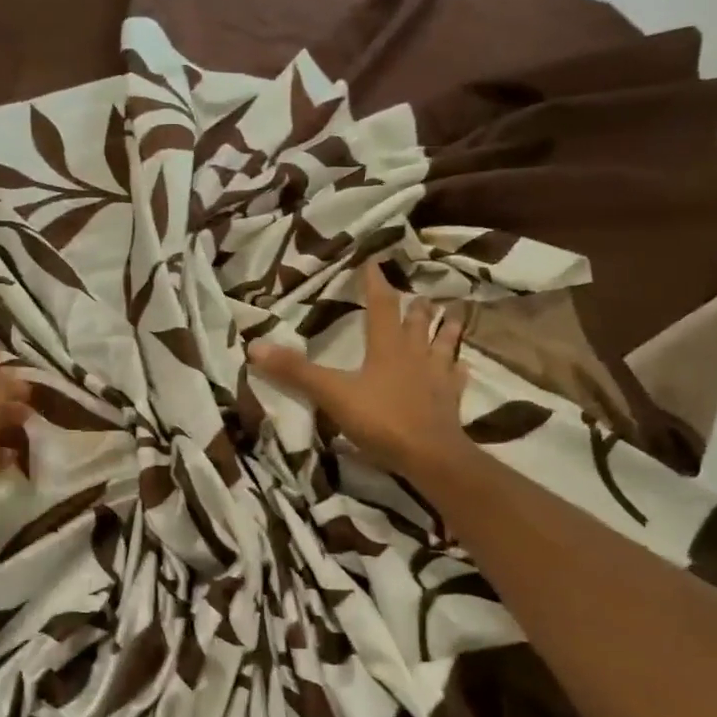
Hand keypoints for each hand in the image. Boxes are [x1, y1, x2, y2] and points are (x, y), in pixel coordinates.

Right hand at [249, 263, 471, 478]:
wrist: (429, 455)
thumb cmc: (381, 419)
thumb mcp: (332, 394)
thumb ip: (296, 372)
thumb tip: (255, 345)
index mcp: (387, 347)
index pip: (381, 305)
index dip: (376, 282)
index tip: (374, 261)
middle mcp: (415, 354)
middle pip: (418, 322)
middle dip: (415, 306)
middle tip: (418, 294)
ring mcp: (437, 377)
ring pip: (444, 344)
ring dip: (447, 329)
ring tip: (453, 315)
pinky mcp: (451, 400)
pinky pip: (457, 379)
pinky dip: (458, 370)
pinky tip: (461, 368)